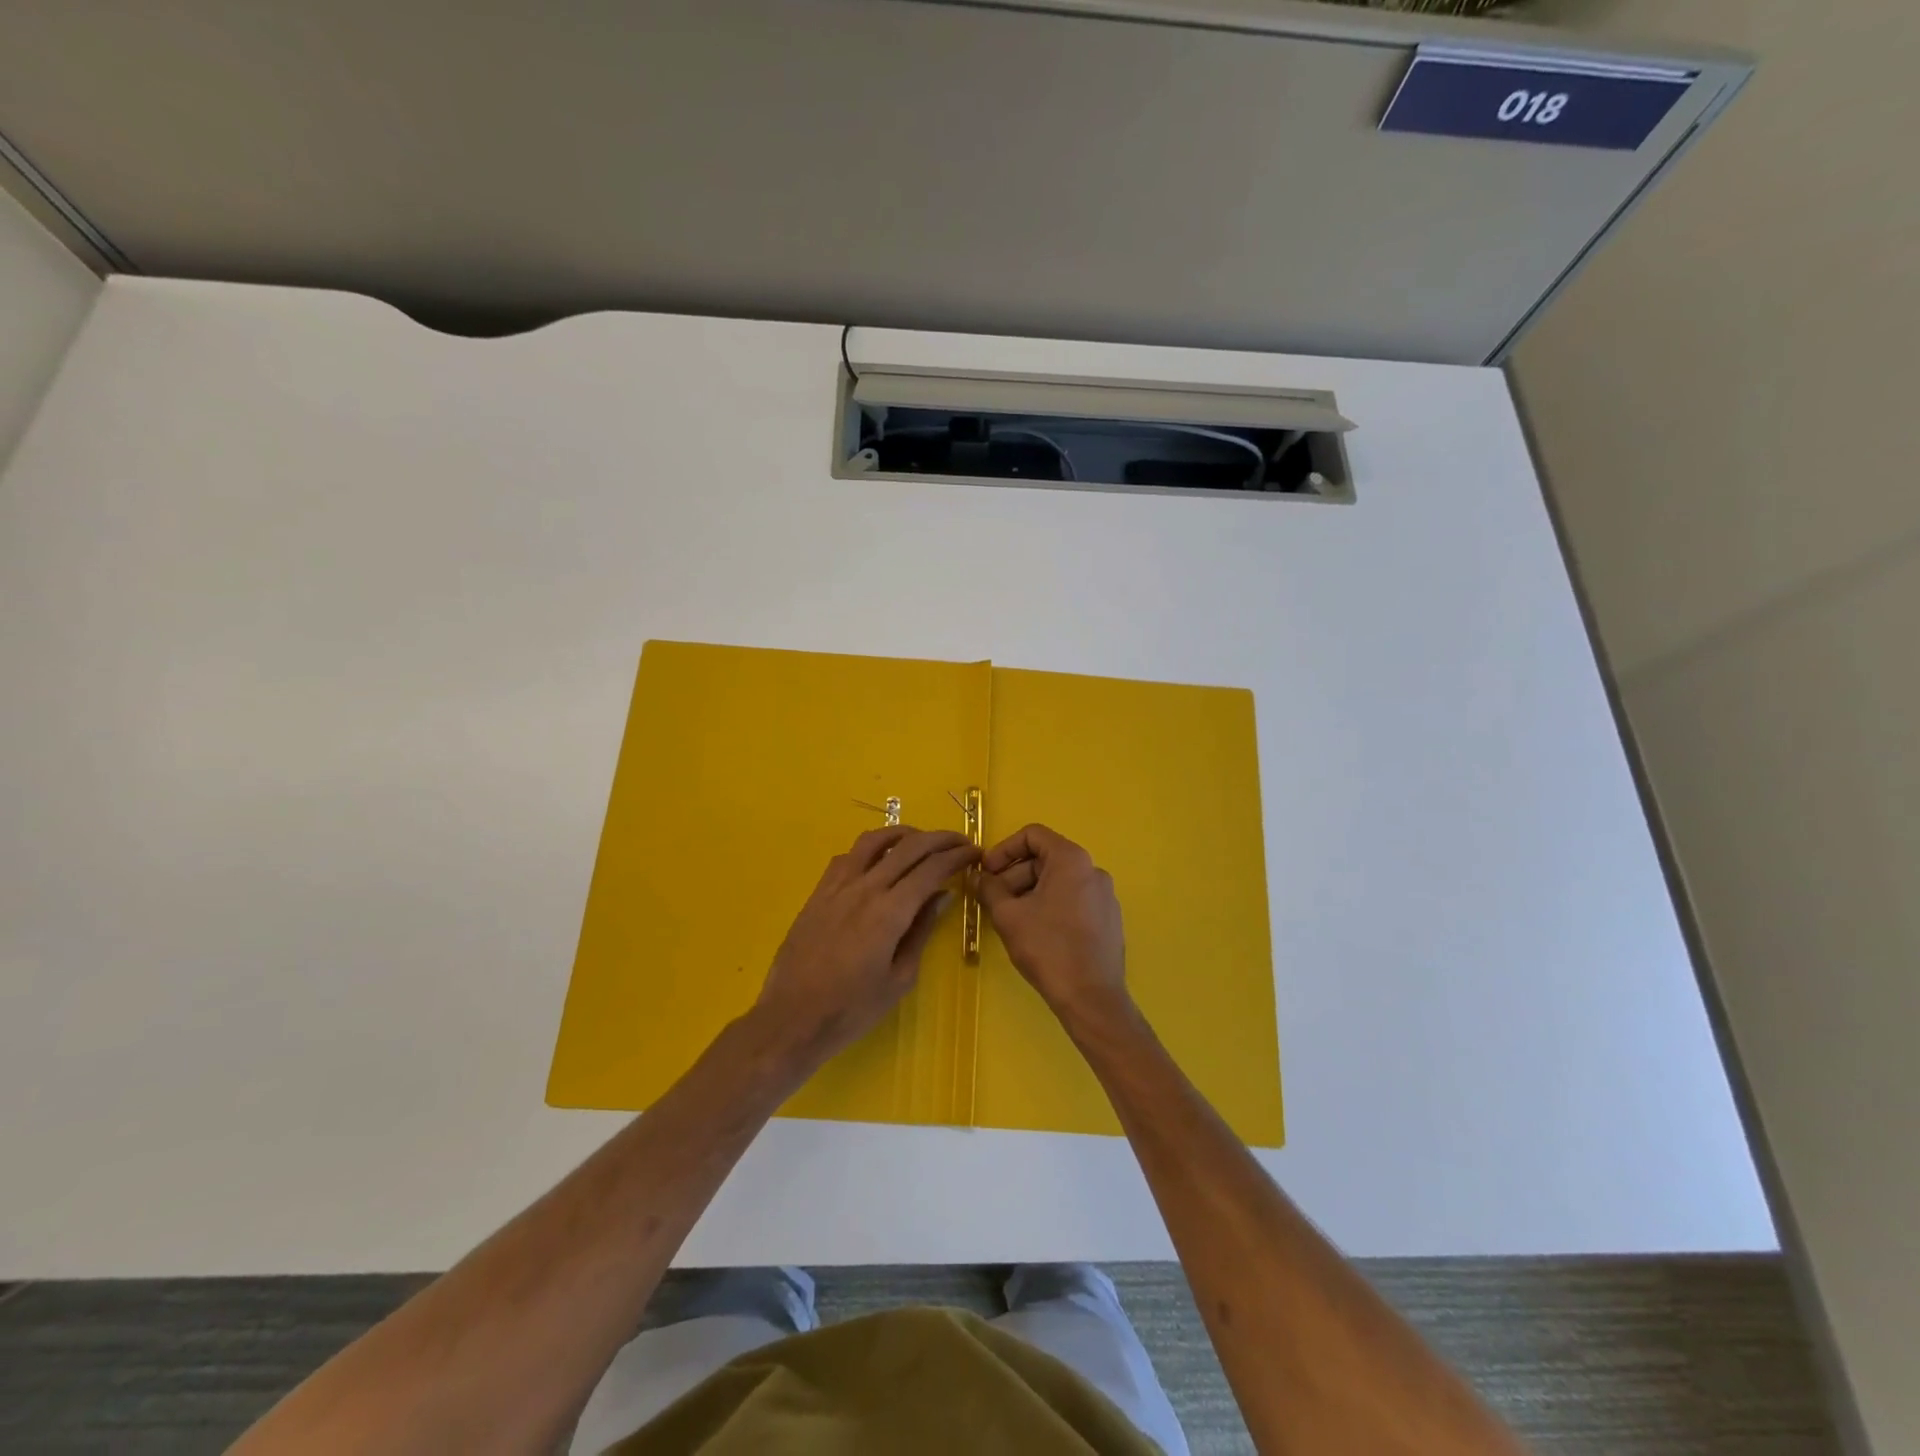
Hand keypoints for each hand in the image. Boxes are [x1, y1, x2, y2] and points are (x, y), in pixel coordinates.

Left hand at [752, 825, 977, 1065]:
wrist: (792, 1018)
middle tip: (960, 842)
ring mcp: (838, 887)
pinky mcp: (819, 892)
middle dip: (940, 839)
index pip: (932, 868)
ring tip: (921, 840)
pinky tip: (878, 860)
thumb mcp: (900, 977)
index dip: (957, 856)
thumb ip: (922, 930)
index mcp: (890, 912)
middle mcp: (865, 888)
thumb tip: (943, 895)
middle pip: (909, 847)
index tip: (974, 853)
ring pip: (874, 841)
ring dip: (903, 834)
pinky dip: (870, 849)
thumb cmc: (852, 1009)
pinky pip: (847, 857)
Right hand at [978, 824, 1128, 1022]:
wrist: (1091, 998)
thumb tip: (980, 877)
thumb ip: (989, 888)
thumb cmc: (1048, 948)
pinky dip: (1049, 906)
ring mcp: (1105, 896)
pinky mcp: (1108, 920)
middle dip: (1013, 875)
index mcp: (1072, 860)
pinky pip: (1073, 900)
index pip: (1032, 835)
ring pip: (1058, 882)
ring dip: (1028, 892)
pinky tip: (1035, 933)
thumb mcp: (1008, 915)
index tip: (986, 872)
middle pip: (1045, 859)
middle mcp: (1093, 870)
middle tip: (992, 900)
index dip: (1004, 850)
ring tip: (1010, 919)